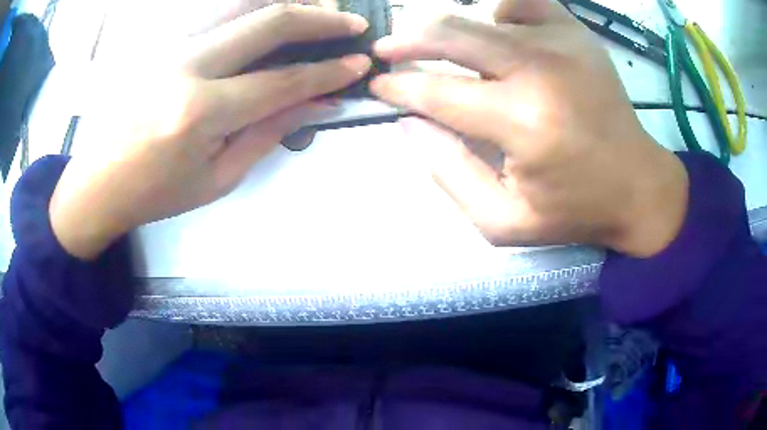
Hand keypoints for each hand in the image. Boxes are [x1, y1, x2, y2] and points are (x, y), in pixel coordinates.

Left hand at [50, 4, 371, 259]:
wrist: (98, 182)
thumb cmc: (156, 193)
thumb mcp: (217, 179)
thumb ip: (268, 134)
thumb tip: (316, 103)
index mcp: (201, 112)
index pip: (282, 81)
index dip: (328, 72)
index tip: (359, 64)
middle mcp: (188, 65)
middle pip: (268, 21)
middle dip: (320, 18)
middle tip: (351, 23)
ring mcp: (172, 45)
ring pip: (242, 3)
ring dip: (287, 3)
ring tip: (316, 10)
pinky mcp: (163, 41)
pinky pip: (215, 11)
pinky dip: (250, 6)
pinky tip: (267, 16)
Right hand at [371, 0, 688, 256]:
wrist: (638, 185)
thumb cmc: (574, 209)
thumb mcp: (503, 220)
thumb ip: (449, 174)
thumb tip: (410, 124)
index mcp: (523, 123)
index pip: (436, 91)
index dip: (397, 86)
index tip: (376, 85)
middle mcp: (540, 70)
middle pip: (450, 33)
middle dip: (407, 40)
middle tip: (387, 50)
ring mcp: (562, 43)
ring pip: (480, 13)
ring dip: (452, 31)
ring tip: (446, 51)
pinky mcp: (577, 33)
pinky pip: (522, 2)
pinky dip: (500, 13)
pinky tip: (502, 36)